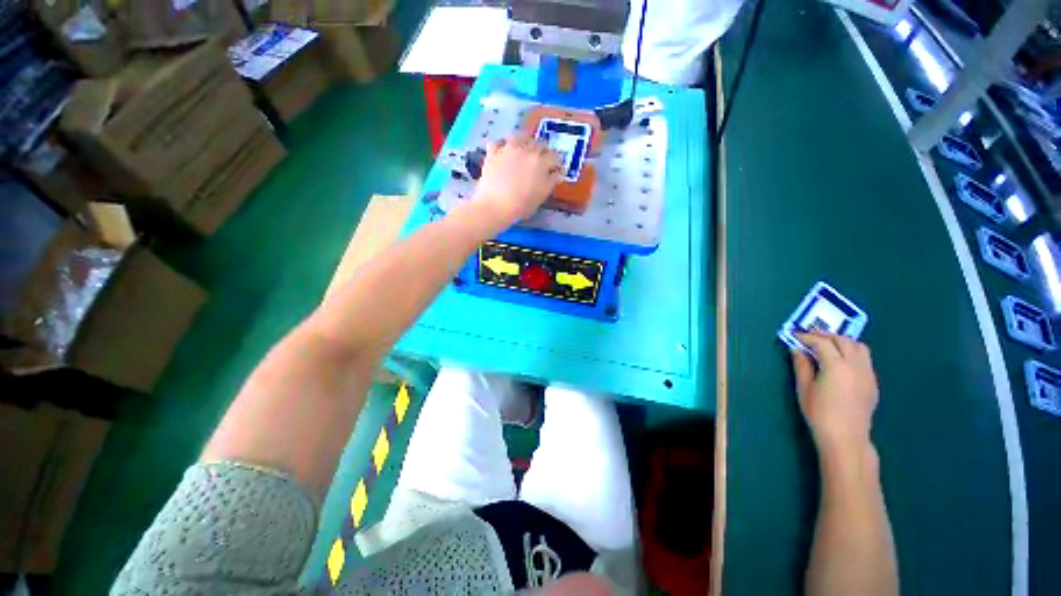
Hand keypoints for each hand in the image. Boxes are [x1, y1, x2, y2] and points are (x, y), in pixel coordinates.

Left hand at [472, 133, 561, 225]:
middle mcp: (527, 150)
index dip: (556, 163)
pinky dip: (502, 145)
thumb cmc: (521, 205)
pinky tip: (503, 152)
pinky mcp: (493, 152)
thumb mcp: (542, 196)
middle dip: (542, 151)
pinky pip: (499, 142)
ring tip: (523, 151)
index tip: (554, 169)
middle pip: (539, 143)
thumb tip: (556, 172)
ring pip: (520, 136)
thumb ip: (551, 181)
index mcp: (542, 162)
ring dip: (525, 141)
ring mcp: (509, 148)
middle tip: (540, 161)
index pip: (554, 156)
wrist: (495, 206)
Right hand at [792, 332, 879, 455]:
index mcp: (836, 366)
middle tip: (810, 338)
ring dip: (842, 342)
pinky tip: (841, 363)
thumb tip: (797, 349)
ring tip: (828, 347)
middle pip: (843, 340)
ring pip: (859, 347)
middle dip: (825, 336)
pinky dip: (852, 354)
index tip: (795, 336)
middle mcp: (856, 365)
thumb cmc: (820, 413)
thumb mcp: (804, 388)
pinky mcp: (873, 382)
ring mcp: (868, 373)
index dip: (807, 337)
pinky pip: (864, 360)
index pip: (822, 342)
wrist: (846, 437)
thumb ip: (801, 365)